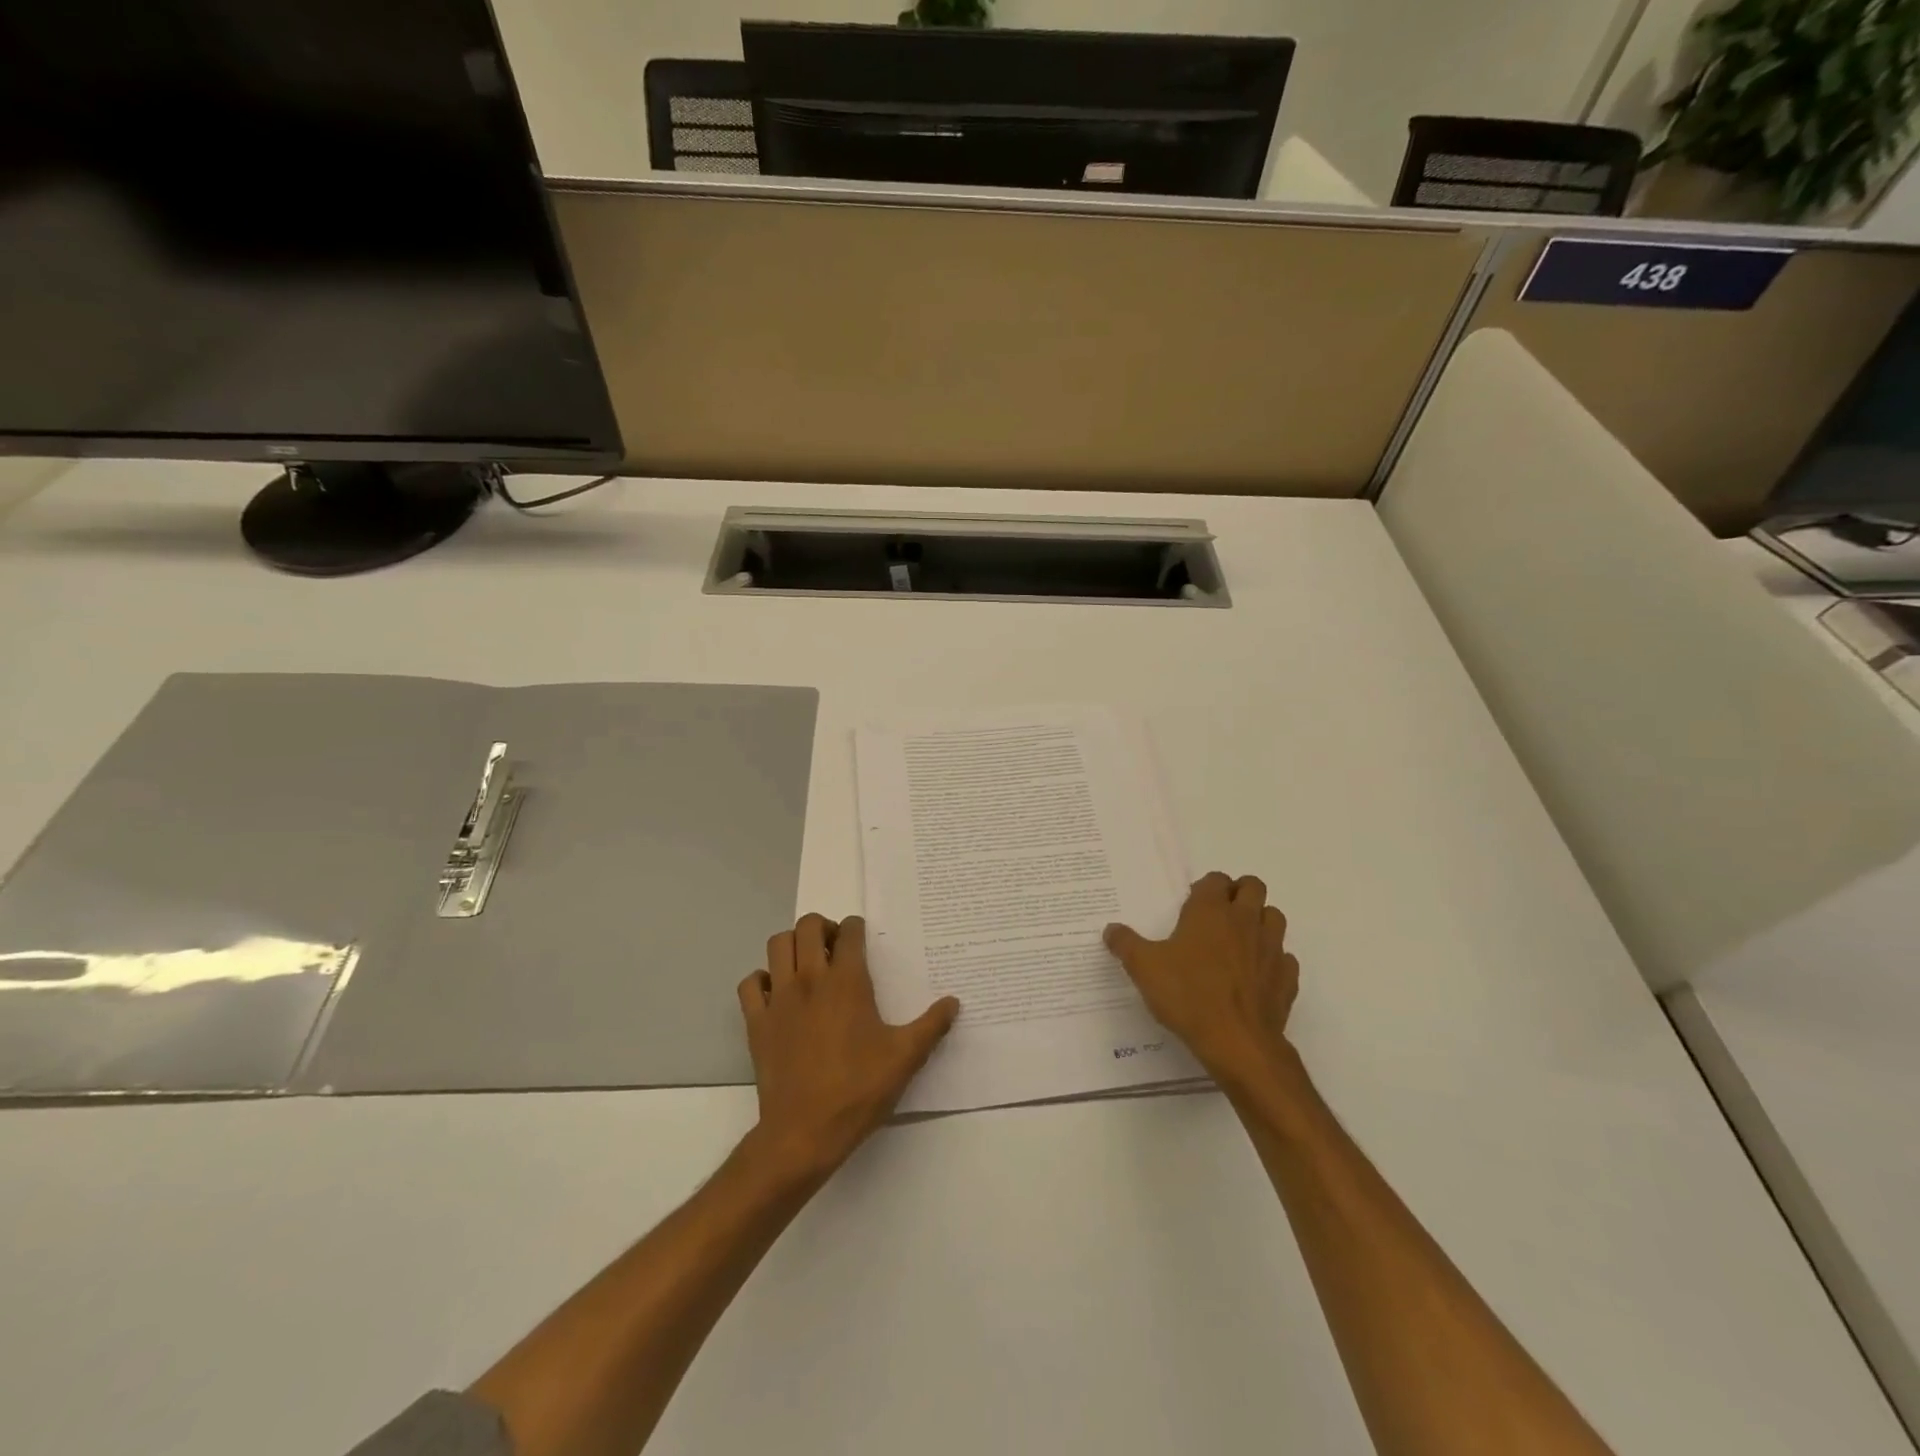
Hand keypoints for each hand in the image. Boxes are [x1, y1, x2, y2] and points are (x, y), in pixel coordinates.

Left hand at [737, 913, 959, 1180]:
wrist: (803, 1132)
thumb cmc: (858, 1090)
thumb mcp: (905, 1058)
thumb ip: (931, 1026)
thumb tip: (953, 1002)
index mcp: (847, 982)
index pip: (849, 932)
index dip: (856, 928)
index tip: (862, 938)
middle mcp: (810, 979)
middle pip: (808, 926)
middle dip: (823, 927)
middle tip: (835, 948)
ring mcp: (779, 999)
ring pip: (777, 945)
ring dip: (792, 945)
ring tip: (807, 963)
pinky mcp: (757, 1021)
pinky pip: (751, 983)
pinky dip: (762, 979)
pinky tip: (778, 994)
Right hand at [1104, 872, 1299, 1089]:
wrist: (1237, 1042)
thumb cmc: (1188, 995)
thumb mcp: (1143, 968)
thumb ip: (1126, 944)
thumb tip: (1111, 929)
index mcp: (1211, 910)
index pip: (1216, 879)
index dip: (1205, 887)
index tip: (1191, 905)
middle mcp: (1245, 920)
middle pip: (1253, 887)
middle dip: (1239, 893)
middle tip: (1218, 915)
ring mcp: (1271, 948)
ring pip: (1274, 917)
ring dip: (1260, 921)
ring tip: (1239, 941)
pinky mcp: (1286, 977)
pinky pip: (1285, 958)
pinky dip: (1273, 960)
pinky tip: (1255, 975)